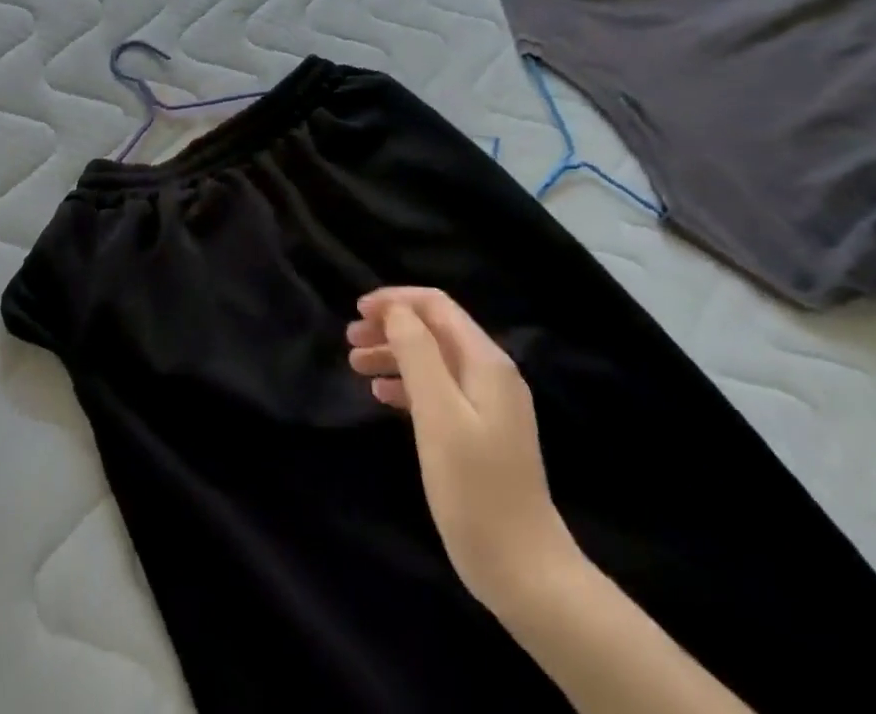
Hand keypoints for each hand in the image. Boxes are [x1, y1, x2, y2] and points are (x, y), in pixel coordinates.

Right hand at [346, 288, 578, 617]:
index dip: (395, 301)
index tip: (356, 311)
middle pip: (434, 331)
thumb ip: (418, 354)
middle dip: (391, 327)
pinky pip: (439, 391)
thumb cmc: (475, 490)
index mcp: (486, 361)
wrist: (525, 573)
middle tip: (350, 340)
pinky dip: (408, 385)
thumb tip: (396, 311)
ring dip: (394, 355)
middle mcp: (491, 374)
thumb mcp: (439, 415)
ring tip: (355, 365)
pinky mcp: (481, 433)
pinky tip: (382, 396)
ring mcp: (488, 405)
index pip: (436, 306)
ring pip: (433, 360)